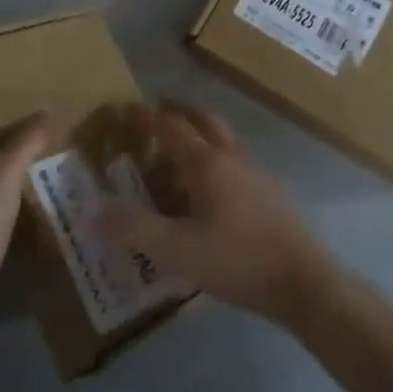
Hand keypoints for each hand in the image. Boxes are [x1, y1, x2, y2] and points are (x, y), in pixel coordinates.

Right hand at [99, 102, 337, 324]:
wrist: (305, 282)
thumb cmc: (238, 260)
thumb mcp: (177, 250)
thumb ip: (132, 228)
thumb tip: (88, 208)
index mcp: (208, 163)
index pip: (171, 126)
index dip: (146, 115)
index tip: (124, 109)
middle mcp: (232, 159)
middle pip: (204, 122)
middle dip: (179, 113)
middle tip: (156, 115)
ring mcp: (256, 175)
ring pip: (224, 142)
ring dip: (200, 137)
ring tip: (178, 154)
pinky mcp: (270, 196)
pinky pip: (236, 165)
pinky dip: (216, 162)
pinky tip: (210, 193)